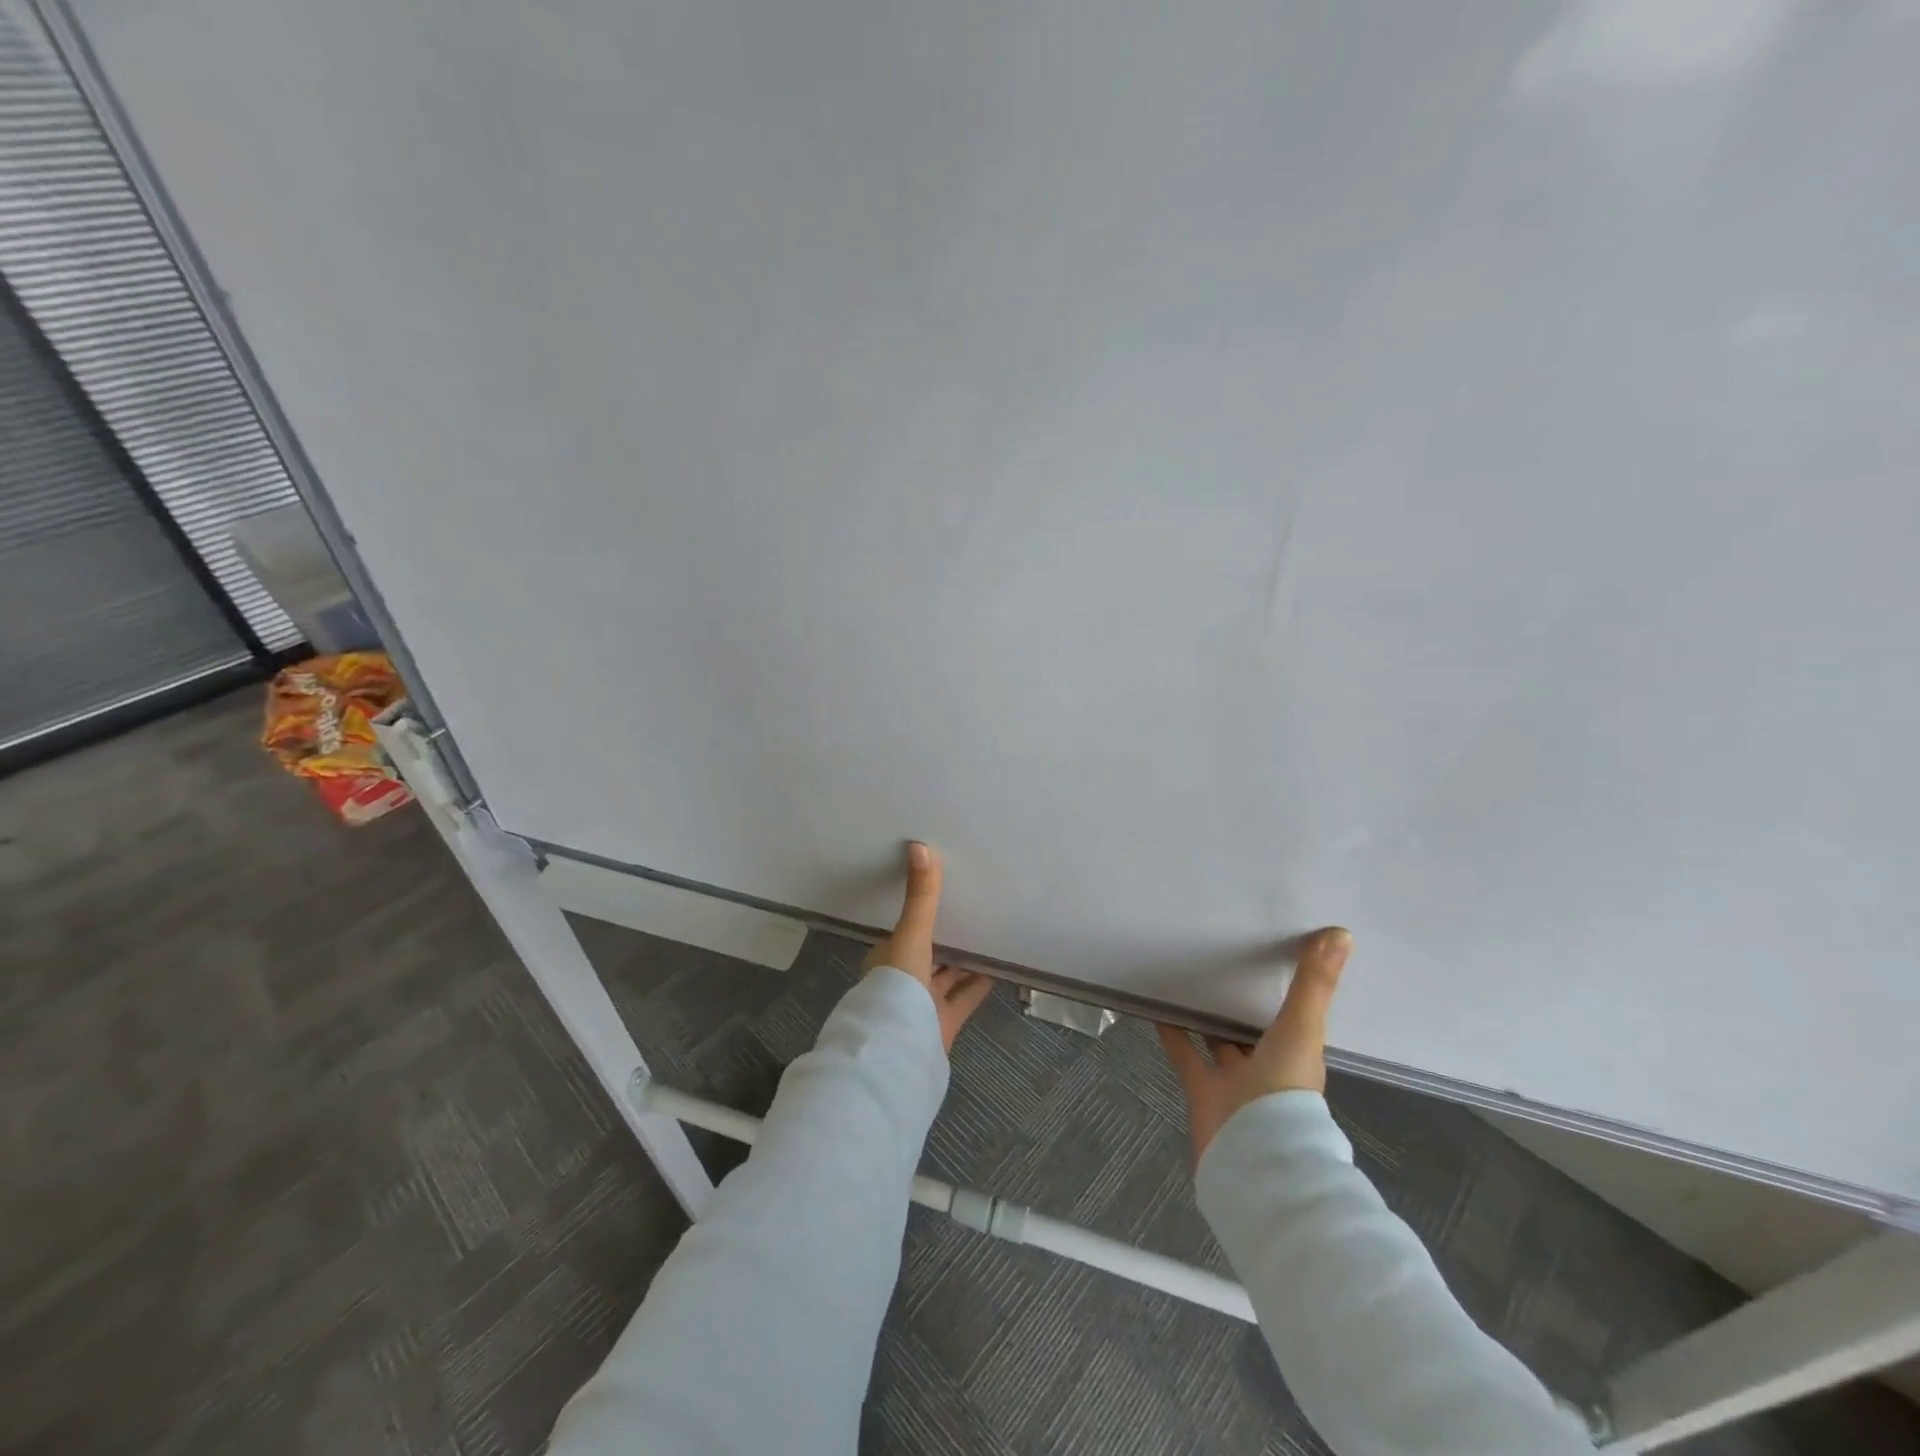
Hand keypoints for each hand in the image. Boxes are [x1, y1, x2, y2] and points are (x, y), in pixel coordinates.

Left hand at [863, 842, 993, 1053]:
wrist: (900, 1047)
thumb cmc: (897, 984)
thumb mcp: (910, 934)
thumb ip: (921, 897)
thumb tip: (919, 846)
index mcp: (887, 959)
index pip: (904, 933)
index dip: (919, 917)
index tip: (938, 899)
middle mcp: (902, 981)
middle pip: (925, 955)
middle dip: (943, 938)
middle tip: (967, 912)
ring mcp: (923, 1005)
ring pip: (945, 977)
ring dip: (961, 962)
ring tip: (986, 936)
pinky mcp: (944, 1024)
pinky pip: (964, 998)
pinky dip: (978, 985)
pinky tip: (996, 970)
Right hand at [1157, 927, 1352, 1162]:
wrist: (1253, 1153)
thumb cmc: (1285, 1089)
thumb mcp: (1302, 1029)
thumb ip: (1315, 984)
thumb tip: (1342, 933)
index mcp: (1299, 1059)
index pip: (1295, 1022)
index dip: (1288, 997)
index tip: (1278, 962)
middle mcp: (1269, 1071)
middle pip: (1257, 1034)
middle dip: (1246, 1009)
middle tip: (1228, 967)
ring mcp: (1235, 1083)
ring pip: (1220, 1044)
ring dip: (1209, 1019)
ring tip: (1191, 981)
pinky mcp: (1202, 1090)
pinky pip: (1185, 1054)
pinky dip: (1173, 1032)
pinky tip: (1158, 1007)